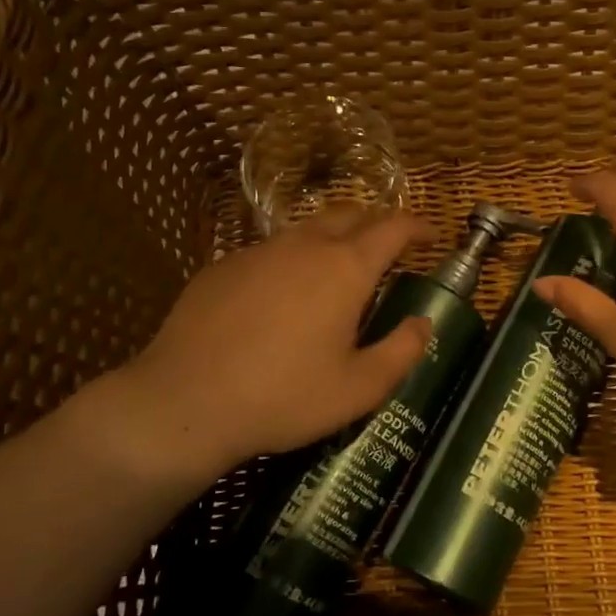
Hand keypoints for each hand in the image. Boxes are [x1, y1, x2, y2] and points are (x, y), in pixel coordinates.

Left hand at [73, 206, 433, 486]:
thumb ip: (402, 352)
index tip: (430, 234)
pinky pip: (270, 252)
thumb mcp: (359, 388)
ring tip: (337, 270)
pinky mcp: (223, 266)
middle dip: (376, 223)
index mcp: (345, 268)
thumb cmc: (284, 396)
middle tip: (388, 247)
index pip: (392, 228)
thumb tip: (423, 323)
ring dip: (332, 239)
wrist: (186, 401)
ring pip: (306, 229)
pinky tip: (281, 297)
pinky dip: (291, 261)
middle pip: (350, 214)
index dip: (416, 226)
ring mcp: (259, 252)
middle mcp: (304, 246)